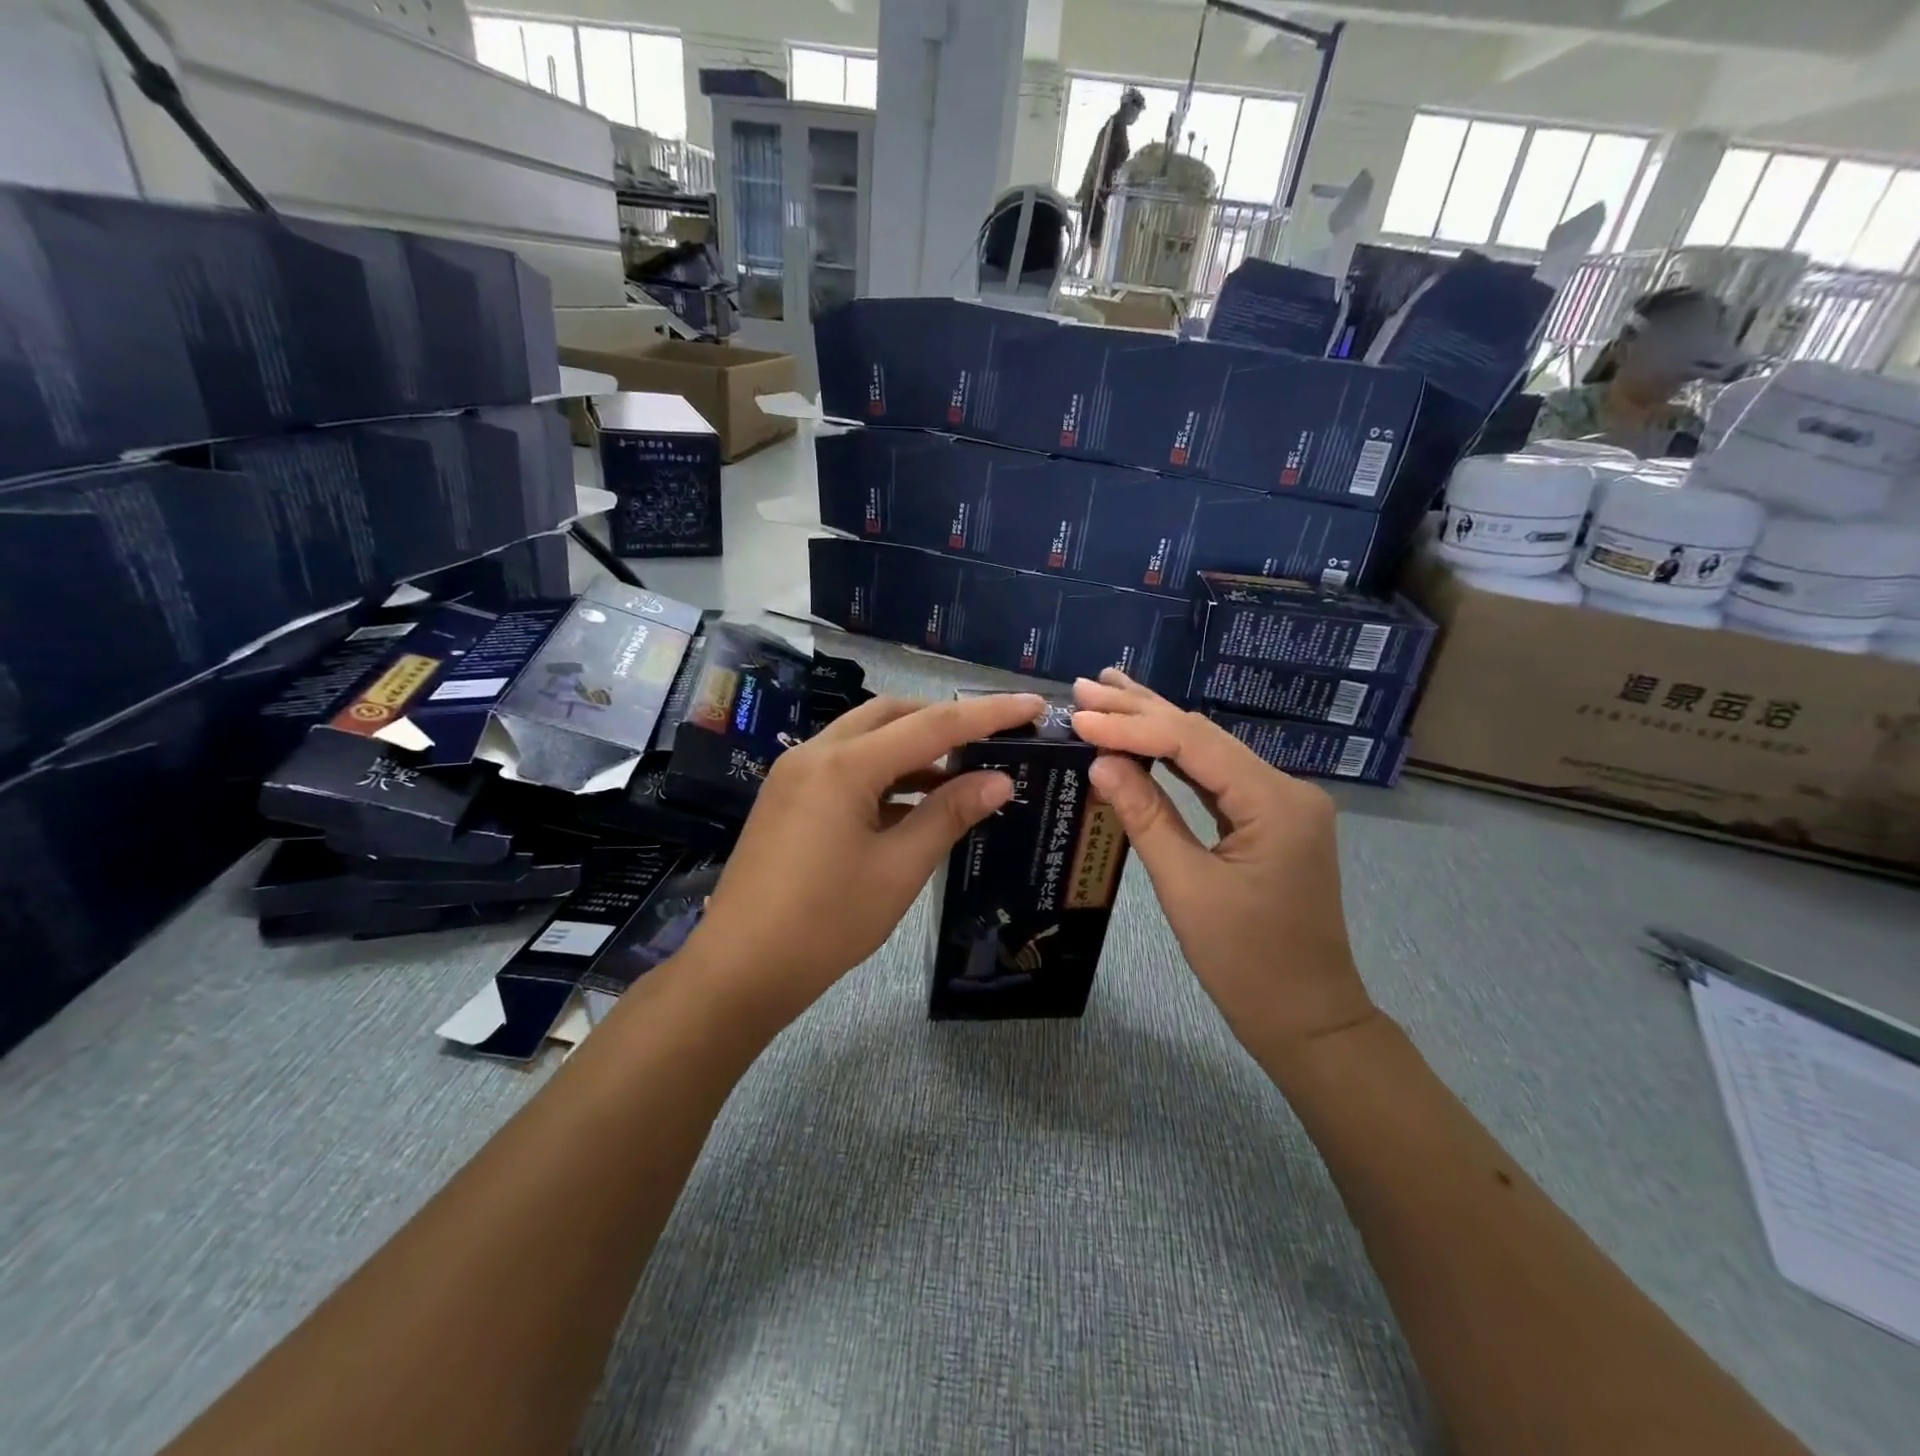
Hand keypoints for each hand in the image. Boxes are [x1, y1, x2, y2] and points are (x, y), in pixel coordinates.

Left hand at [681, 691, 1046, 1022]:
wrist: (738, 970)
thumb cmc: (825, 923)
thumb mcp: (898, 870)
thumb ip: (948, 815)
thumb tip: (1000, 780)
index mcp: (844, 765)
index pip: (932, 725)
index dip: (989, 714)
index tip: (1034, 705)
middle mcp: (815, 754)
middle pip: (892, 715)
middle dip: (944, 720)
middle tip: (992, 738)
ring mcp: (795, 774)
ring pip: (866, 738)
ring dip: (913, 747)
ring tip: (962, 771)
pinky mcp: (788, 797)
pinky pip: (845, 766)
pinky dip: (884, 773)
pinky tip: (914, 802)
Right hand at [1071, 670, 1375, 1055]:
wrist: (1307, 1018)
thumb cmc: (1246, 963)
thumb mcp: (1186, 888)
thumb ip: (1145, 817)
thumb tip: (1101, 762)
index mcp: (1276, 802)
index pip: (1193, 742)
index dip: (1130, 725)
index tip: (1079, 714)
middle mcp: (1286, 789)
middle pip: (1204, 735)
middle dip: (1141, 709)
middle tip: (1087, 684)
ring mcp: (1281, 803)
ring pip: (1210, 752)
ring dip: (1156, 726)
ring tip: (1108, 695)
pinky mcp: (1270, 820)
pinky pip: (1217, 779)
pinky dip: (1176, 759)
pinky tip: (1145, 739)